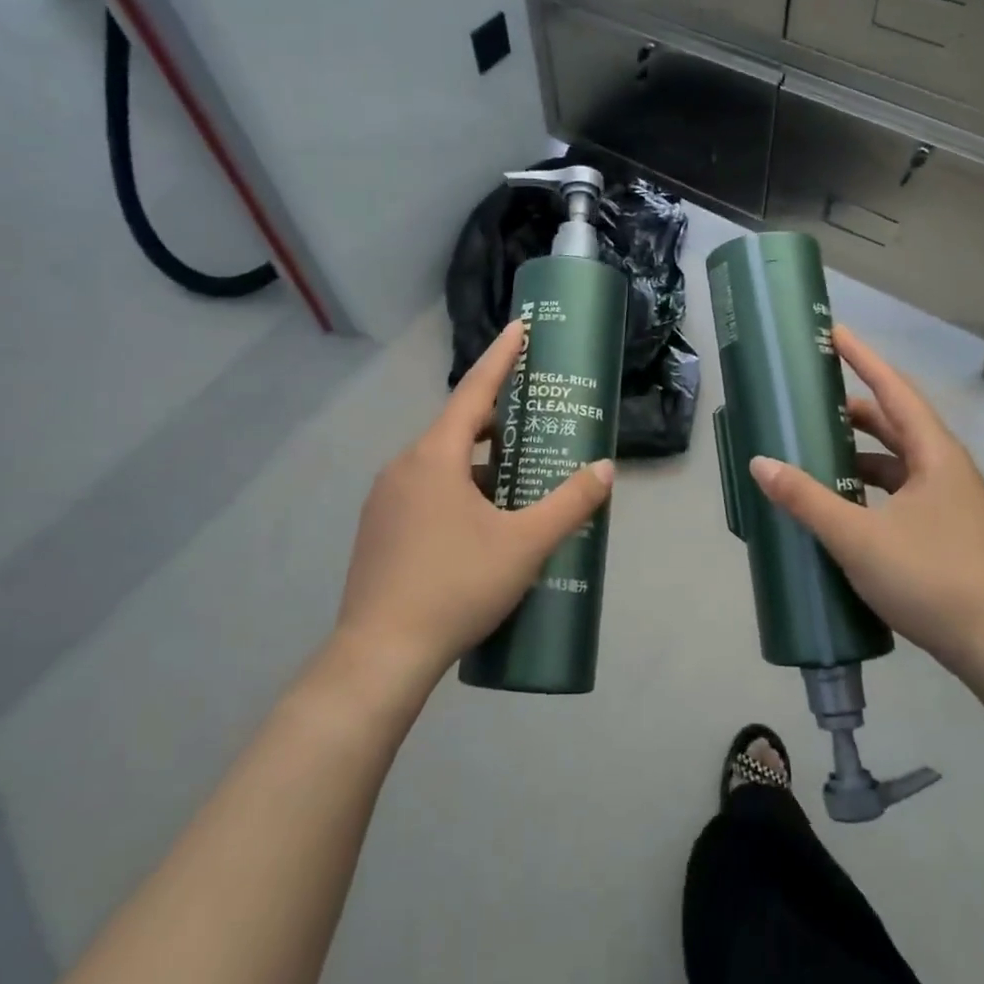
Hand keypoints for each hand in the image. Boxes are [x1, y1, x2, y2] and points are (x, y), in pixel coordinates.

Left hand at [329, 320, 614, 693]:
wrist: (379, 656)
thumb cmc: (456, 586)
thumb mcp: (524, 545)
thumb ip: (569, 504)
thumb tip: (604, 469)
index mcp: (435, 456)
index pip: (475, 390)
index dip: (501, 356)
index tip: (520, 327)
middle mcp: (404, 466)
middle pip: (458, 427)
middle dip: (498, 420)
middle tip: (535, 421)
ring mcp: (386, 498)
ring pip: (441, 463)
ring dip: (479, 462)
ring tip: (517, 478)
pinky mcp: (379, 528)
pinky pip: (426, 490)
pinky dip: (458, 488)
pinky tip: (481, 523)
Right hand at [747, 324, 983, 676]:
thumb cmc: (931, 579)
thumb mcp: (859, 537)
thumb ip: (807, 499)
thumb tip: (761, 463)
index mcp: (934, 454)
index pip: (894, 390)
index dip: (863, 359)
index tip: (834, 333)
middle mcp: (945, 468)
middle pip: (896, 422)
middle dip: (854, 408)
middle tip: (812, 398)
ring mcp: (948, 500)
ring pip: (898, 459)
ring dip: (860, 450)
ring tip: (817, 449)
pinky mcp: (944, 529)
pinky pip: (900, 489)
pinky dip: (870, 484)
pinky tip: (843, 501)